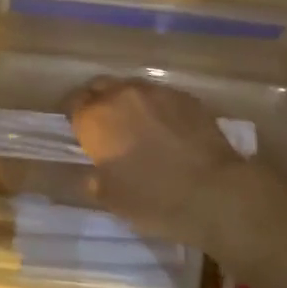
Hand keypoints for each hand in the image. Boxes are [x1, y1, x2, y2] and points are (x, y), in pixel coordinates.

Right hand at [66, 77, 255, 247]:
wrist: (213, 192)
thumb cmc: (153, 199)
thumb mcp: (111, 199)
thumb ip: (95, 180)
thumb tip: (94, 173)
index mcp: (96, 119)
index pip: (73, 104)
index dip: (73, 116)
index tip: (77, 131)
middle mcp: (122, 95)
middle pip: (101, 87)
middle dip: (98, 102)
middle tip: (103, 126)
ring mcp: (157, 92)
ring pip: (132, 88)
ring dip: (128, 102)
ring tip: (136, 125)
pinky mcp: (186, 97)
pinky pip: (161, 96)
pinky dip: (156, 108)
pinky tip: (165, 128)